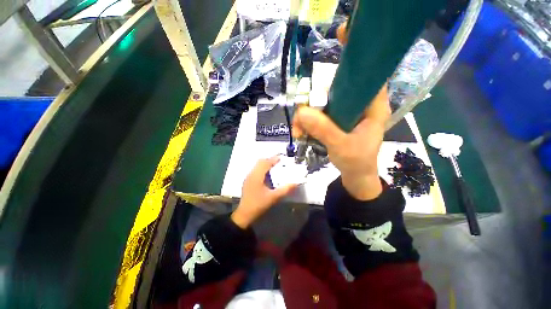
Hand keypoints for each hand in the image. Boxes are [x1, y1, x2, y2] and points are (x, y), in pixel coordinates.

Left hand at [231, 157, 297, 228]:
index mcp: (256, 176)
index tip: (280, 157)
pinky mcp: (247, 181)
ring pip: (257, 166)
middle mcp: (251, 174)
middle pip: (260, 162)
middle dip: (269, 160)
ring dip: (265, 164)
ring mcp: (248, 178)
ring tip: (274, 166)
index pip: (265, 163)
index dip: (273, 159)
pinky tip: (267, 174)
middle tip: (278, 161)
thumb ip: (285, 190)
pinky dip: (262, 168)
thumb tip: (295, 183)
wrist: (244, 214)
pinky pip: (255, 170)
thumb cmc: (258, 205)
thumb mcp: (273, 198)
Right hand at [292, 85, 390, 200]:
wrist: (355, 176)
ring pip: (323, 104)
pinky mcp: (336, 121)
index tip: (321, 89)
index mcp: (373, 107)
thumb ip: (323, 129)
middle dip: (314, 103)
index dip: (343, 77)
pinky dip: (308, 123)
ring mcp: (345, 113)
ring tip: (297, 131)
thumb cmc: (356, 162)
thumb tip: (301, 111)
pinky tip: (300, 133)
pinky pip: (319, 115)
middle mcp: (359, 105)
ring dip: (306, 116)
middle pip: (335, 91)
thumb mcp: (341, 146)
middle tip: (300, 117)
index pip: (363, 78)